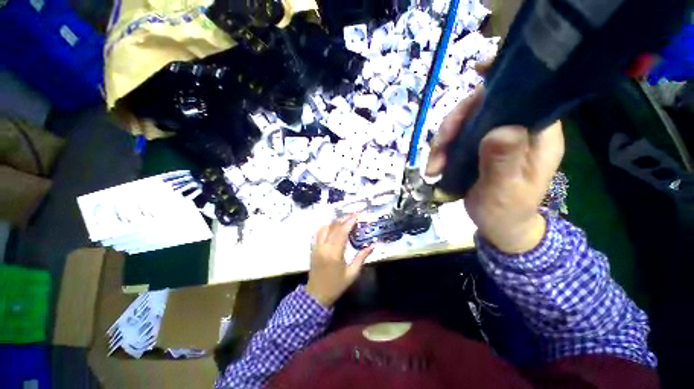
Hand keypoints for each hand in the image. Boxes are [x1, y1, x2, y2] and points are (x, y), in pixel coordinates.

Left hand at [306, 215, 374, 306]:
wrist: (317, 294)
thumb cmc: (337, 285)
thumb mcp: (352, 273)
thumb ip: (362, 258)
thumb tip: (372, 245)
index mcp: (335, 253)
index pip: (342, 232)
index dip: (349, 222)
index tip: (357, 216)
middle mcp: (324, 247)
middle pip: (334, 227)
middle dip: (344, 219)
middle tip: (353, 216)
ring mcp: (316, 246)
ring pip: (325, 227)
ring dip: (335, 222)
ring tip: (344, 221)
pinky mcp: (312, 248)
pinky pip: (317, 232)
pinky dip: (325, 226)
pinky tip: (331, 226)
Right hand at [427, 88, 563, 253]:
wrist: (499, 226)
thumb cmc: (507, 211)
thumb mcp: (505, 191)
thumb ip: (503, 162)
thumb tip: (499, 129)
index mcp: (537, 135)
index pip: (525, 94)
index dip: (502, 79)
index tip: (478, 70)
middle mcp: (516, 129)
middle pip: (483, 106)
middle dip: (454, 124)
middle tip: (438, 150)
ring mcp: (493, 138)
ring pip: (463, 123)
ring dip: (442, 142)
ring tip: (433, 167)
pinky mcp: (476, 147)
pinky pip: (454, 138)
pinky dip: (440, 151)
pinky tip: (434, 168)